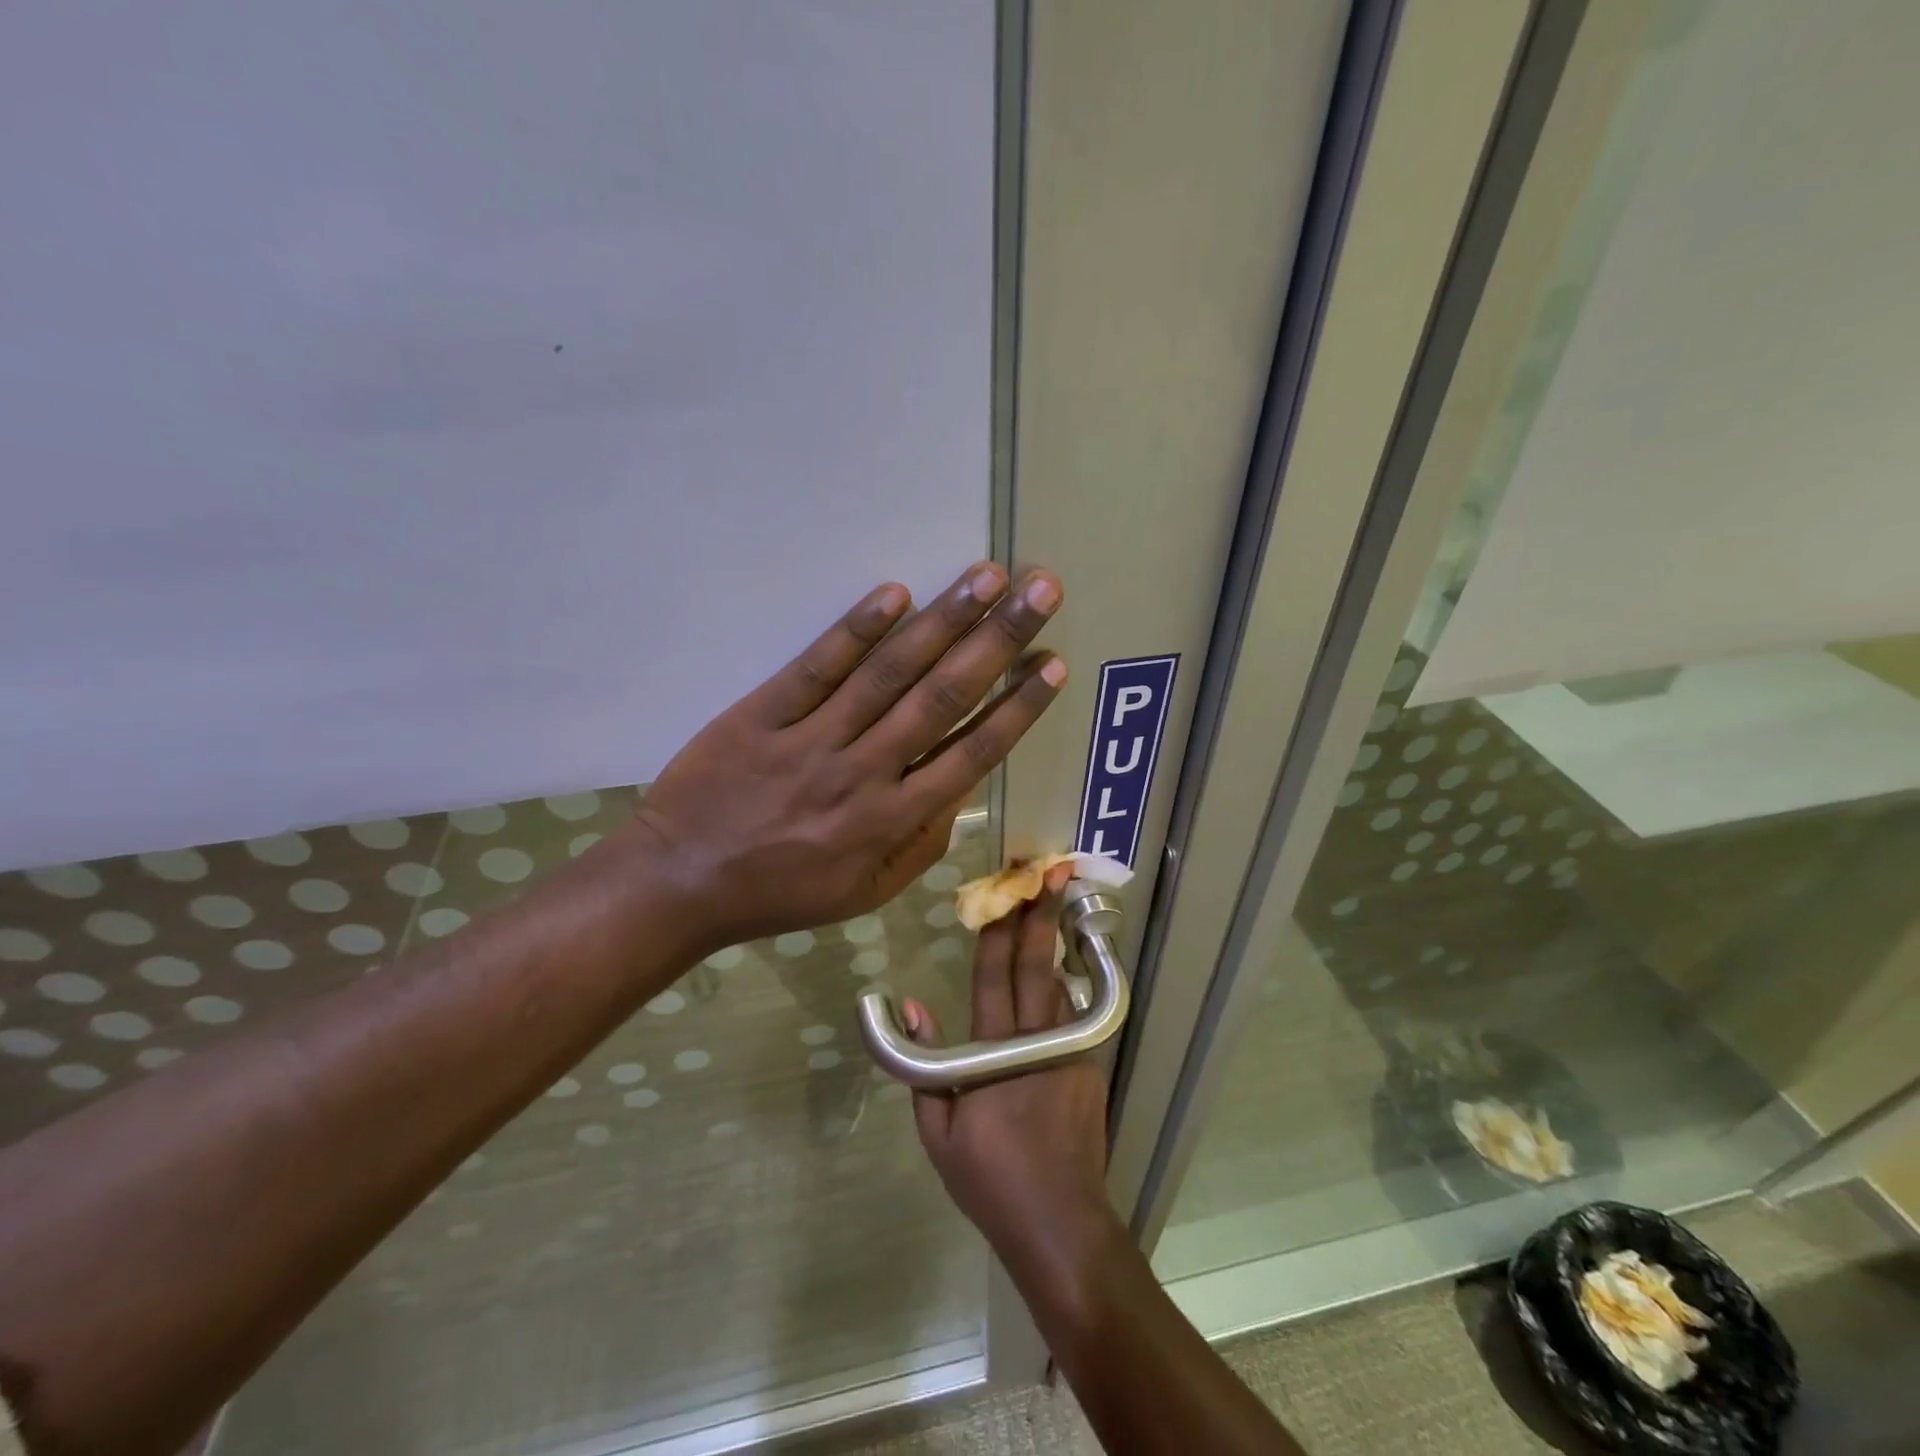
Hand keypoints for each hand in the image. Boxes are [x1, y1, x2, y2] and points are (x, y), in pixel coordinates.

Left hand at [634, 562, 1065, 949]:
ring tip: (986, 576)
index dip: (1017, 707)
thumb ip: (921, 845)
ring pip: (889, 673)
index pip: (972, 753)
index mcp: (892, 820)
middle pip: (942, 697)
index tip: (1052, 663)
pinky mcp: (762, 714)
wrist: (682, 882)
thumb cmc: (781, 893)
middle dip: (998, 639)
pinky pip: (815, 668)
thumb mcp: (866, 893)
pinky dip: (855, 630)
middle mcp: (864, 772)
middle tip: (1040, 589)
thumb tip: (960, 794)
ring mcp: (812, 739)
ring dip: (942, 620)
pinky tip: (894, 593)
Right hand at [904, 863, 1111, 1260]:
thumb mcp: (937, 1131)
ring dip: (1056, 941)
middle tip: (1048, 875)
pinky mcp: (1090, 1066)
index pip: (992, 978)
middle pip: (1034, 967)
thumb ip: (923, 1066)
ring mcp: (1070, 1052)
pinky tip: (1065, 965)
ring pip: (1060, 983)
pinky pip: (1075, 1015)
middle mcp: (1035, 1041)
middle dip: (1039, 917)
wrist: (1059, 1223)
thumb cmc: (989, 1179)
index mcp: (993, 1054)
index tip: (1005, 894)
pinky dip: (1068, 984)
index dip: (998, 932)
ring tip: (1060, 902)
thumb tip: (913, 1006)